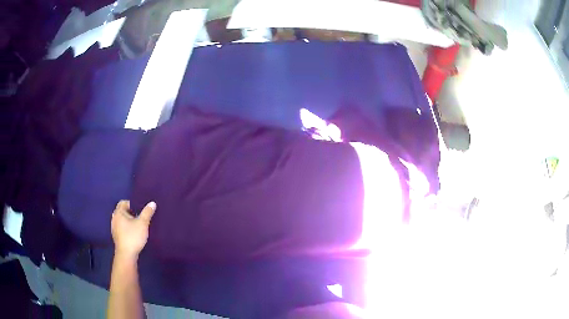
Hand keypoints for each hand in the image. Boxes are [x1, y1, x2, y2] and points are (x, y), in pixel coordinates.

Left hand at [111, 200, 155, 258]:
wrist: (126, 255)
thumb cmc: (133, 236)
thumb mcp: (143, 223)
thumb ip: (147, 212)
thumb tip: (152, 203)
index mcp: (118, 213)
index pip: (124, 202)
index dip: (133, 204)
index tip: (141, 209)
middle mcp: (114, 218)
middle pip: (123, 211)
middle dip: (131, 212)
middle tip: (141, 216)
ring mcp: (114, 228)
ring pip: (122, 220)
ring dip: (129, 221)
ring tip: (138, 225)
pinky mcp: (116, 236)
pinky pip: (122, 227)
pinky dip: (127, 228)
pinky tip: (134, 233)